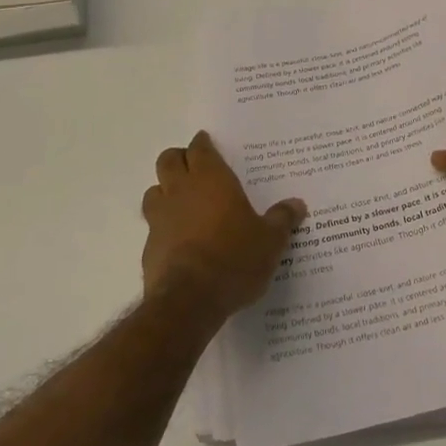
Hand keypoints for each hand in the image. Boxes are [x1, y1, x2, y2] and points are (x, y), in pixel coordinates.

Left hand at [140, 132, 304, 315]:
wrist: (189, 301)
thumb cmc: (235, 258)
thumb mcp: (270, 240)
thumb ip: (282, 219)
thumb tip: (297, 204)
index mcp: (211, 179)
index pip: (200, 148)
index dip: (203, 144)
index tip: (208, 144)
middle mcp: (181, 191)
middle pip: (169, 160)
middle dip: (180, 159)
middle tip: (195, 168)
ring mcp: (160, 218)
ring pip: (154, 191)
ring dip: (165, 191)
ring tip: (183, 203)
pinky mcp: (148, 247)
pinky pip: (153, 226)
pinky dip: (163, 226)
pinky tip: (180, 240)